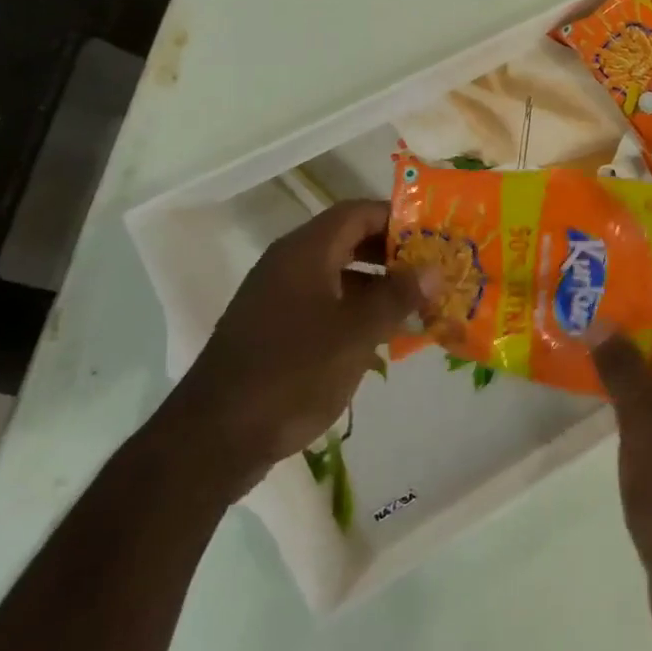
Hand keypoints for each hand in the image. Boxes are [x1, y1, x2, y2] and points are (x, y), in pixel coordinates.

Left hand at [160, 201, 428, 496]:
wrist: (215, 437)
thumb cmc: (293, 373)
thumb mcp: (356, 333)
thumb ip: (397, 296)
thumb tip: (434, 269)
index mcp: (305, 252)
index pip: (358, 212)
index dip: (398, 218)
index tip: (435, 236)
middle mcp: (289, 265)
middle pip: (349, 240)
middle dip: (393, 253)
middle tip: (433, 270)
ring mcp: (278, 298)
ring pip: (338, 275)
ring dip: (378, 285)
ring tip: (419, 304)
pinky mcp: (274, 330)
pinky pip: (324, 305)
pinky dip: (356, 311)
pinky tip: (383, 336)